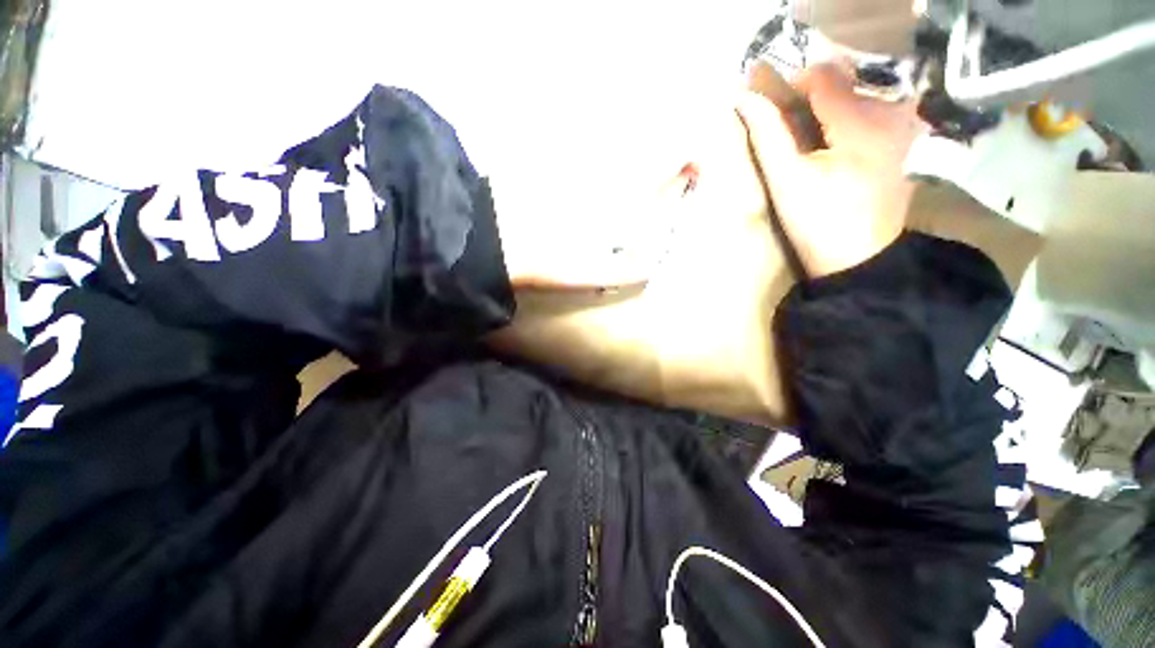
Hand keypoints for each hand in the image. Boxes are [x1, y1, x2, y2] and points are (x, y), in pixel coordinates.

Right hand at [736, 62, 925, 277]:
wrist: (858, 260)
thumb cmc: (817, 223)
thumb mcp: (786, 180)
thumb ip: (768, 136)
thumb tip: (745, 99)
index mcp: (857, 122)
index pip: (824, 78)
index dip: (793, 86)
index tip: (773, 109)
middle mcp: (887, 116)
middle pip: (844, 86)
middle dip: (812, 101)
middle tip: (789, 131)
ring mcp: (900, 132)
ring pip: (858, 101)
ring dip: (829, 113)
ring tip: (810, 143)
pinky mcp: (903, 149)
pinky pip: (873, 118)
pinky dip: (847, 125)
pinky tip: (834, 152)